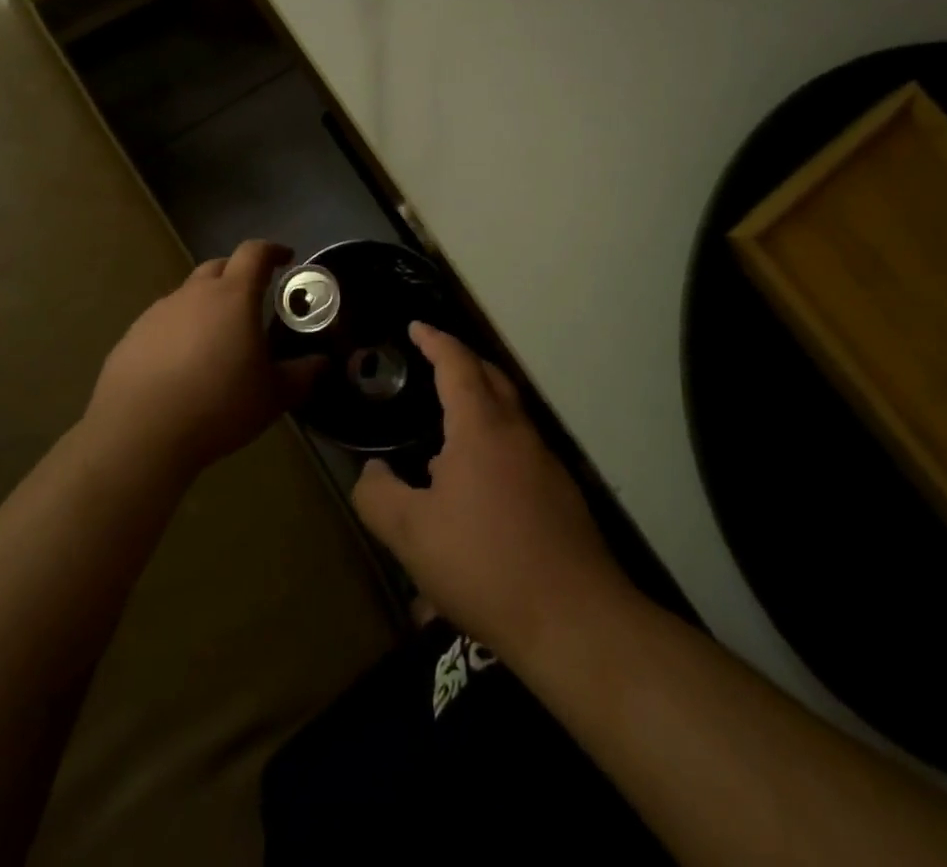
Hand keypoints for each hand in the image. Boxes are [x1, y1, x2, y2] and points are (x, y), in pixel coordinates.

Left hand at [86, 239, 315, 480]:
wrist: (138, 434)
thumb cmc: (218, 406)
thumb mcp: (273, 396)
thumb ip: (302, 375)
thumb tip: (322, 363)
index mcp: (233, 296)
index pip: (255, 253)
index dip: (272, 251)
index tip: (286, 258)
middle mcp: (193, 294)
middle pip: (218, 267)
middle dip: (238, 275)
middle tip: (253, 300)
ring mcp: (157, 314)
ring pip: (188, 296)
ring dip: (206, 306)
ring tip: (216, 340)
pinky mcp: (131, 338)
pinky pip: (163, 324)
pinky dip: (178, 333)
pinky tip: (181, 367)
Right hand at [352, 323, 626, 658]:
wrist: (574, 620)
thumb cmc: (484, 564)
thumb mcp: (412, 535)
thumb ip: (379, 496)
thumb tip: (372, 471)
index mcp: (481, 427)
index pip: (456, 364)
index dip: (434, 341)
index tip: (416, 327)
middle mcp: (518, 433)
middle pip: (491, 378)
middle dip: (461, 361)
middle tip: (433, 361)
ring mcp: (546, 463)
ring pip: (508, 416)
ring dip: (479, 407)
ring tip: (443, 433)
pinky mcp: (561, 496)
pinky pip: (519, 451)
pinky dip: (493, 446)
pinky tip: (475, 490)